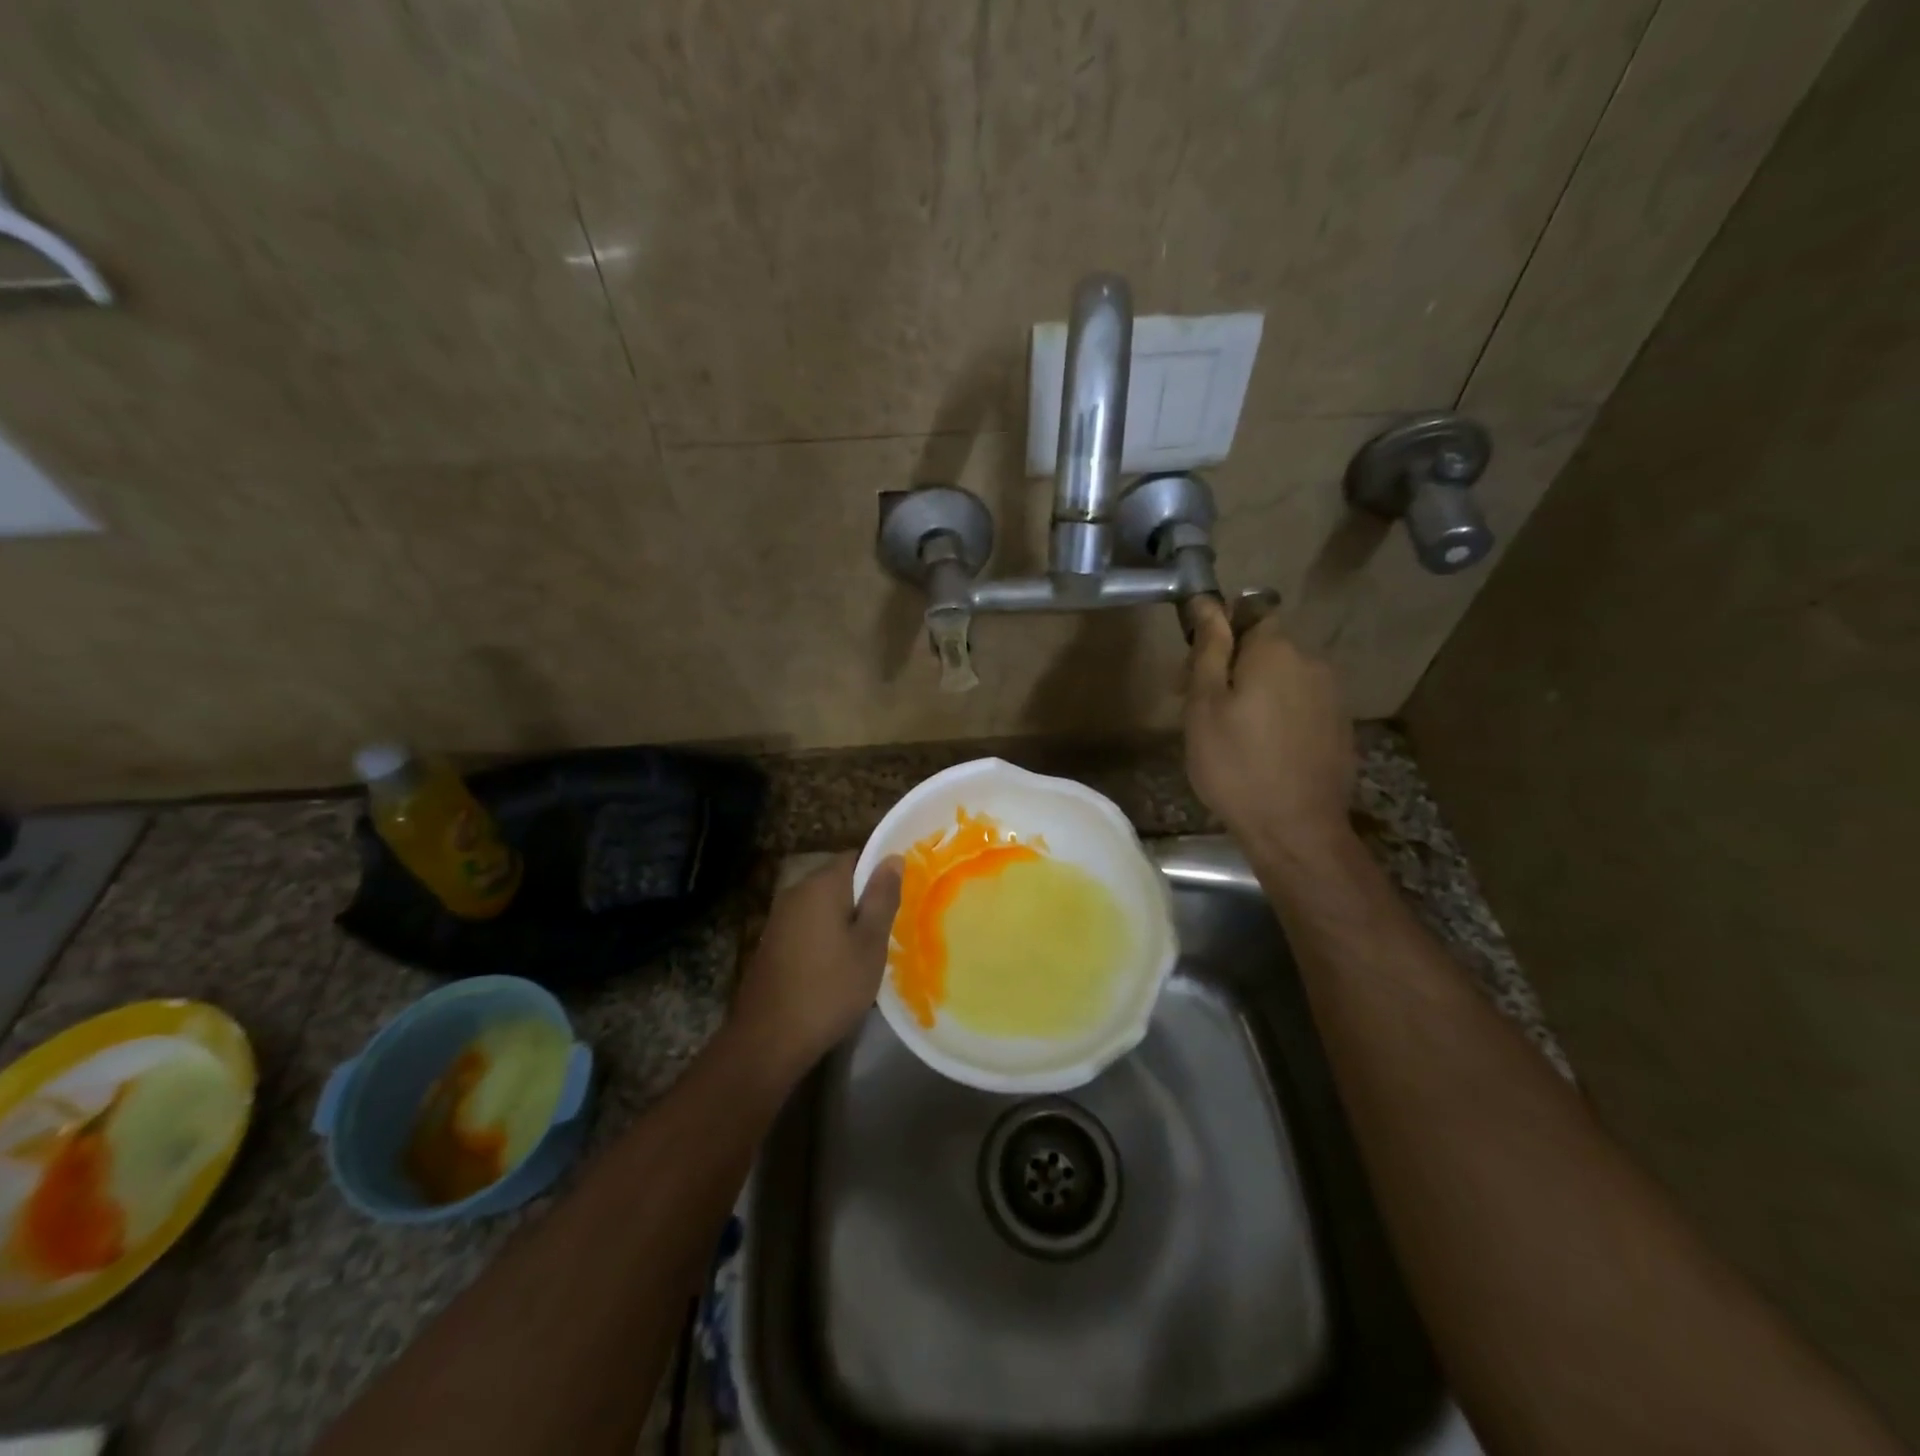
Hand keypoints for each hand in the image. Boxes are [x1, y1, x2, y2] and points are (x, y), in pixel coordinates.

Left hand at [731, 852, 902, 1074]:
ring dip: (845, 921)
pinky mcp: (772, 944)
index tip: (900, 896)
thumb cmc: (830, 987)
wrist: (769, 1039)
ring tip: (869, 949)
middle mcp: (796, 892)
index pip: (856, 857)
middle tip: (890, 927)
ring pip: (823, 906)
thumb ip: (882, 897)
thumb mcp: (870, 943)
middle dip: (863, 899)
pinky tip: (839, 965)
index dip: (880, 872)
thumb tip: (892, 858)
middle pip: (838, 881)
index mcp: (821, 884)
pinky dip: (826, 937)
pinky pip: (808, 926)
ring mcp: (779, 918)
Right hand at [1184, 596, 1355, 858]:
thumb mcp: (1204, 706)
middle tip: (1202, 712)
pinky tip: (1263, 751)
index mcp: (1276, 651)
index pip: (1248, 614)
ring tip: (1232, 737)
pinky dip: (1279, 717)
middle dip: (1233, 668)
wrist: (1296, 829)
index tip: (1194, 674)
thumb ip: (1208, 650)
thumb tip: (1206, 603)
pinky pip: (1300, 706)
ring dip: (1256, 694)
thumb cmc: (1235, 765)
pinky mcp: (1339, 727)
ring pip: (1284, 679)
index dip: (1219, 637)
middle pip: (1266, 649)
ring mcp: (1331, 696)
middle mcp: (1311, 663)